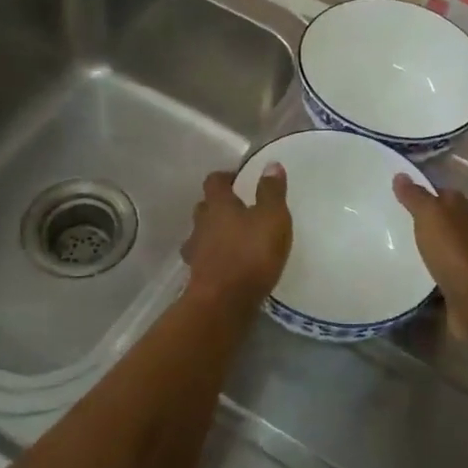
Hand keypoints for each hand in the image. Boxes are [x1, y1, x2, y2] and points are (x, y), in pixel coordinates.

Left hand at [182, 165, 291, 305]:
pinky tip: (229, 264)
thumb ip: (271, 192)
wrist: (223, 303)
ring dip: (214, 233)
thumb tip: (270, 164)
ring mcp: (196, 251)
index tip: (239, 179)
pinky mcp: (198, 276)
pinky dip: (215, 257)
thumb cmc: (250, 254)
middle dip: (218, 205)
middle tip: (239, 209)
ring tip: (234, 238)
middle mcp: (201, 224)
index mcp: (218, 204)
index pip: (214, 181)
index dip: (226, 177)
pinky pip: (205, 258)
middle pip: (204, 207)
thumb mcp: (271, 218)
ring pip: (201, 234)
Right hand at [392, 174, 467, 307]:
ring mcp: (466, 262)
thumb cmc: (454, 251)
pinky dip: (427, 275)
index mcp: (462, 212)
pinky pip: (440, 276)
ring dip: (426, 248)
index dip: (425, 191)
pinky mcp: (460, 287)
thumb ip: (416, 197)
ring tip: (394, 249)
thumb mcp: (431, 216)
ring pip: (442, 249)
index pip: (444, 194)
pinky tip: (408, 277)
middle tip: (391, 221)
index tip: (400, 192)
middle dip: (423, 221)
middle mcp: (467, 234)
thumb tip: (401, 174)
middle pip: (444, 221)